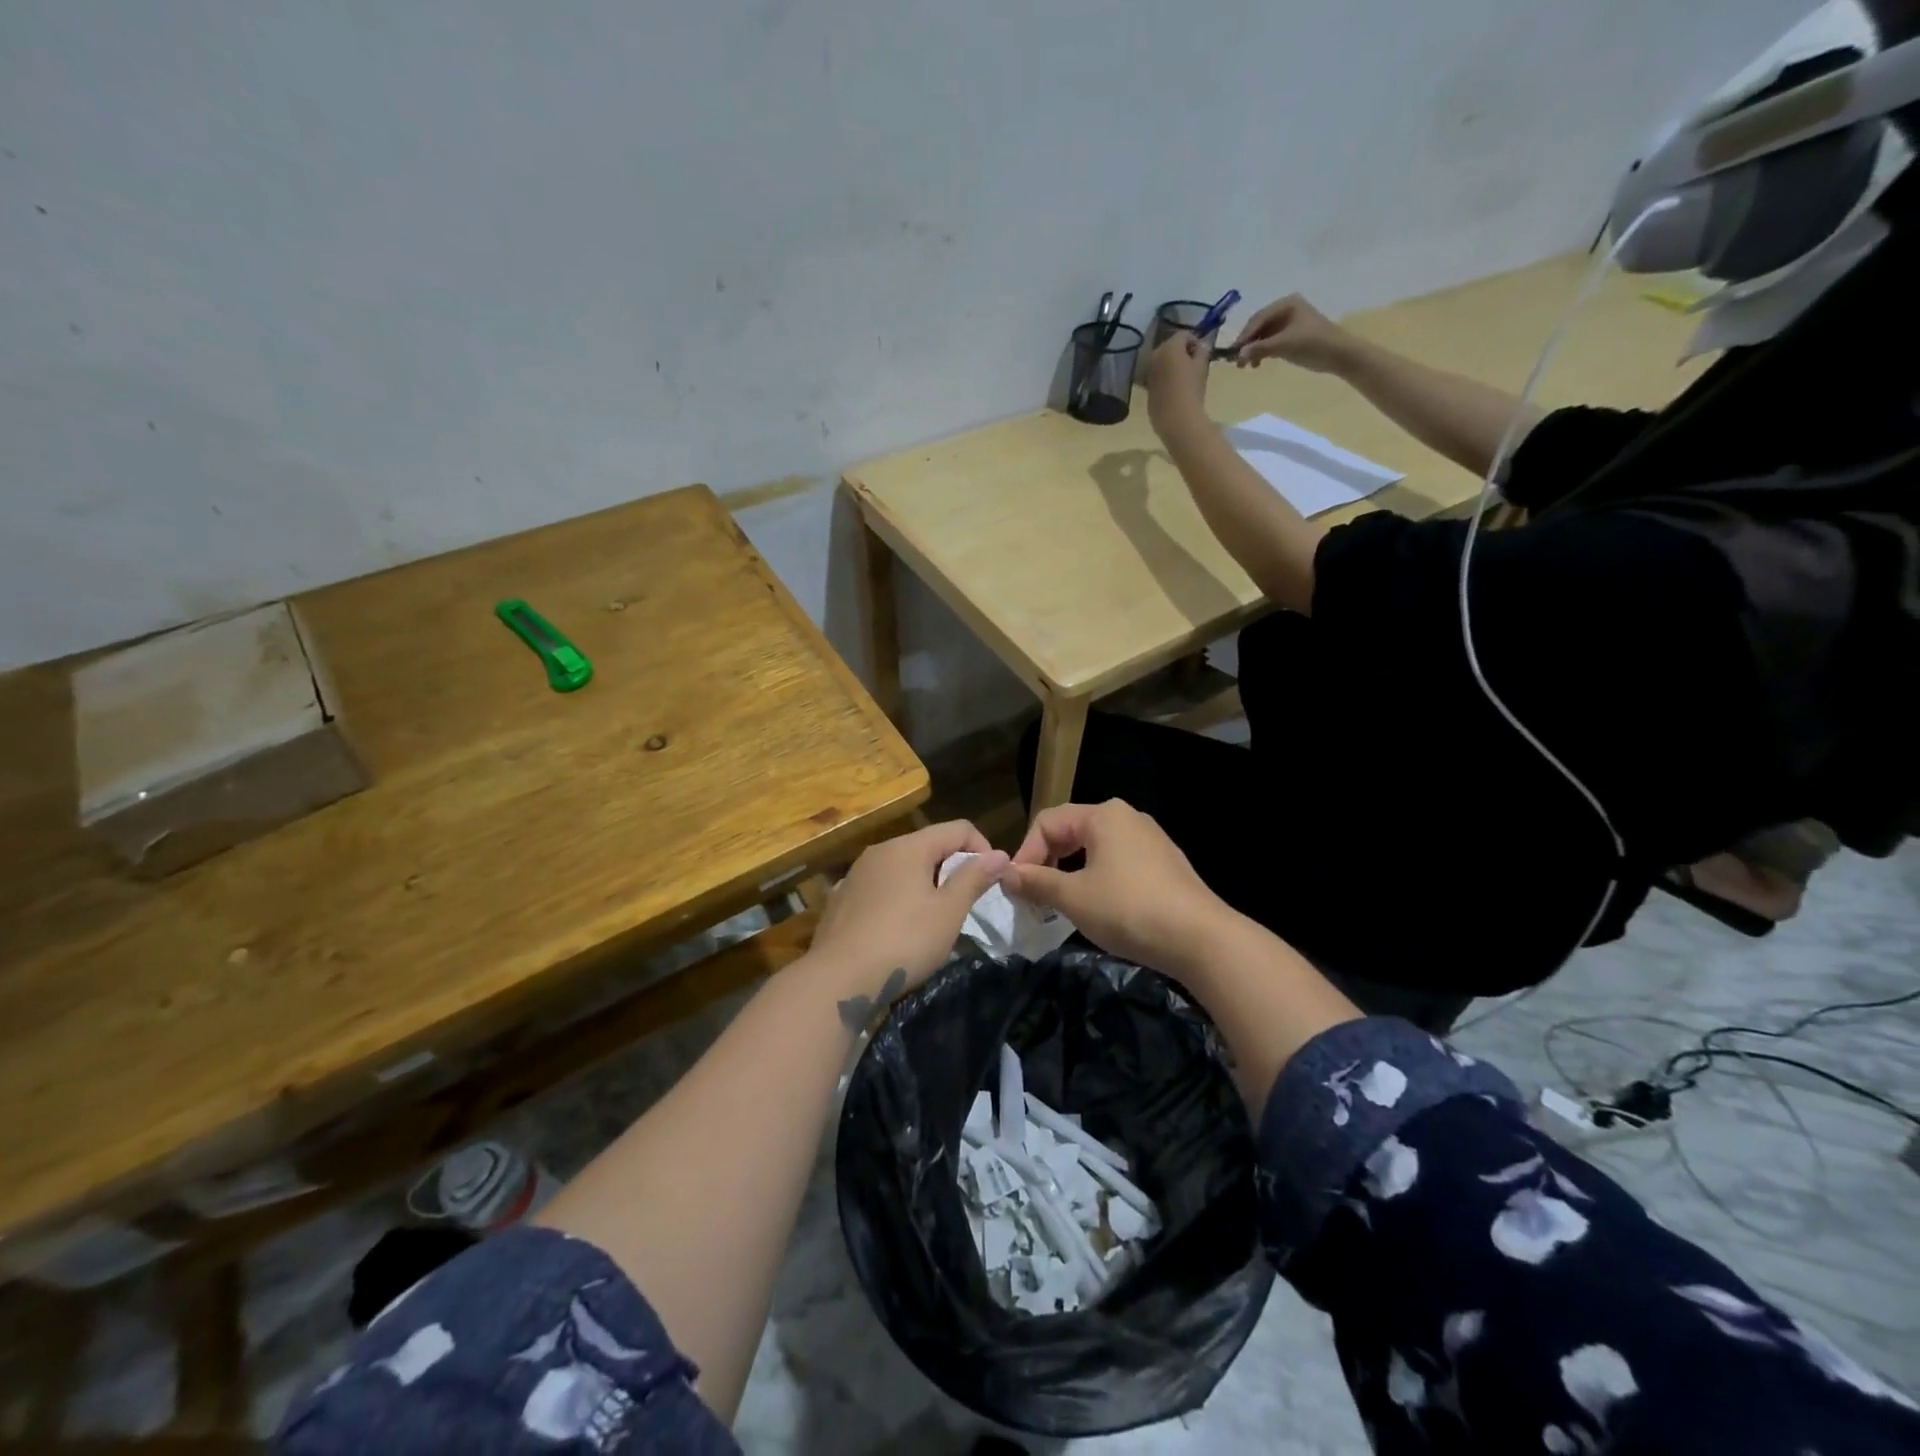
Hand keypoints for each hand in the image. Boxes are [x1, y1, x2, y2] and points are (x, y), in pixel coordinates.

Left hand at [809, 820, 1007, 1003]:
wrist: (838, 980)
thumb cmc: (904, 941)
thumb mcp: (949, 912)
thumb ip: (974, 878)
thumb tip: (1000, 854)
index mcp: (908, 847)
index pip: (957, 828)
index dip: (982, 848)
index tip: (991, 880)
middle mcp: (879, 851)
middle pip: (927, 845)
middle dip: (952, 867)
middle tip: (964, 903)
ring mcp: (855, 874)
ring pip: (901, 867)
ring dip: (923, 883)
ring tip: (932, 918)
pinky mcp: (840, 899)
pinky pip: (879, 888)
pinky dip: (896, 898)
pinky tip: (897, 927)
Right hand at [1003, 800, 1228, 975]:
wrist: (1200, 939)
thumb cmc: (1128, 909)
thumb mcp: (1073, 897)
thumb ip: (1036, 882)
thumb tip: (1005, 874)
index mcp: (1103, 815)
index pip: (1047, 822)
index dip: (1025, 853)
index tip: (1016, 888)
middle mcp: (1127, 817)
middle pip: (1071, 831)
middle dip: (1047, 862)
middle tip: (1034, 896)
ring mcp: (1150, 839)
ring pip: (1094, 849)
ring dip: (1070, 873)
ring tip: (1061, 904)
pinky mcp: (1164, 864)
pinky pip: (1118, 862)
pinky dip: (1097, 879)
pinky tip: (1098, 908)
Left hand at [1145, 331, 1211, 437]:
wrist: (1176, 418)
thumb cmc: (1192, 388)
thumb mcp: (1202, 366)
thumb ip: (1202, 351)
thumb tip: (1201, 347)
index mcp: (1169, 347)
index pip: (1183, 335)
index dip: (1195, 341)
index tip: (1202, 353)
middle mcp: (1155, 357)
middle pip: (1170, 347)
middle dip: (1181, 352)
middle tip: (1194, 364)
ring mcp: (1148, 374)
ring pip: (1162, 363)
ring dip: (1172, 365)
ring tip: (1184, 378)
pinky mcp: (1147, 390)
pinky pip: (1158, 378)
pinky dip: (1165, 379)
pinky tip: (1175, 390)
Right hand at [1231, 294, 1353, 373]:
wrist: (1338, 354)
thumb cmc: (1312, 343)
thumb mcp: (1284, 345)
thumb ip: (1259, 349)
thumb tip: (1237, 356)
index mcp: (1286, 304)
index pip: (1258, 318)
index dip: (1244, 336)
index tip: (1232, 353)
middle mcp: (1286, 309)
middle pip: (1259, 326)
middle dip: (1247, 343)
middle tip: (1236, 361)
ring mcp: (1288, 323)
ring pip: (1263, 335)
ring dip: (1253, 350)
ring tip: (1246, 366)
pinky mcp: (1291, 336)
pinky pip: (1270, 342)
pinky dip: (1262, 352)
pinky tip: (1257, 364)